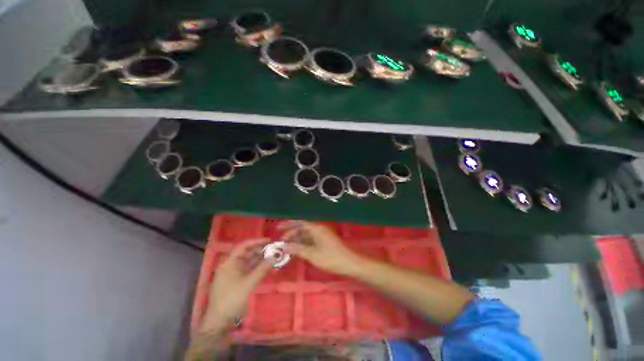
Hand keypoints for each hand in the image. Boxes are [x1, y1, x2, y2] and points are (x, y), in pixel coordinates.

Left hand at [202, 238, 273, 332]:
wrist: (219, 323)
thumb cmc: (232, 300)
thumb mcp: (249, 283)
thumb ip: (263, 269)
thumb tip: (276, 256)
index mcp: (229, 263)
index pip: (243, 246)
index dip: (256, 241)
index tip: (269, 240)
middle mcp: (231, 266)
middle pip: (247, 253)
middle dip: (261, 250)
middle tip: (275, 249)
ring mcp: (234, 274)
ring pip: (250, 262)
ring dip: (261, 259)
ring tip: (274, 257)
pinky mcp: (238, 282)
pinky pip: (250, 270)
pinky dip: (259, 268)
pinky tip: (268, 267)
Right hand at [279, 221, 362, 275]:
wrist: (349, 263)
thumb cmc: (331, 258)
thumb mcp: (312, 254)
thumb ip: (298, 249)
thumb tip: (284, 246)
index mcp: (316, 229)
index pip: (300, 222)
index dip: (289, 224)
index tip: (278, 228)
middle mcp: (318, 229)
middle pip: (302, 228)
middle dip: (291, 233)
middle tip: (280, 240)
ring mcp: (321, 235)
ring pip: (306, 235)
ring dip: (296, 239)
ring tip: (286, 246)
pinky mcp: (323, 242)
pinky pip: (310, 240)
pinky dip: (303, 243)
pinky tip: (297, 249)